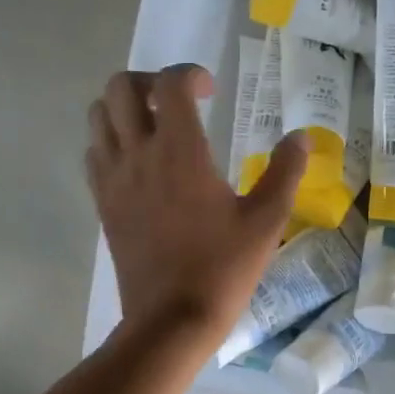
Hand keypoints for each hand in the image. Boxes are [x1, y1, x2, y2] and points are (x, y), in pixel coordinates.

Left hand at [87, 63, 308, 344]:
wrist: (172, 319)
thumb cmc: (223, 269)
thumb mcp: (266, 221)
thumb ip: (285, 172)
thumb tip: (300, 136)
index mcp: (180, 151)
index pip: (170, 84)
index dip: (189, 74)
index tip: (210, 91)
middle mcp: (138, 155)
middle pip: (120, 88)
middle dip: (148, 82)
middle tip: (177, 103)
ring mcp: (113, 180)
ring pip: (98, 117)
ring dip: (123, 109)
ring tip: (154, 128)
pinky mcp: (103, 205)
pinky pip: (93, 154)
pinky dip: (110, 142)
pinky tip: (138, 164)